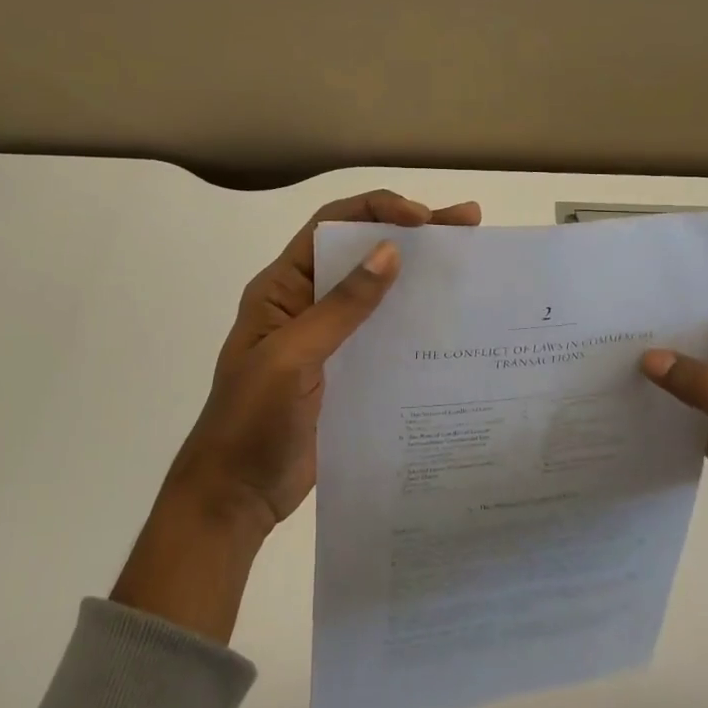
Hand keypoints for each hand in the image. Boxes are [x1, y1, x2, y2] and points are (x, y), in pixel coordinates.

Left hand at [171, 189, 481, 528]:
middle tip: (468, 223)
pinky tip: (450, 322)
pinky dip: (414, 320)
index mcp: (283, 287)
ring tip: (471, 263)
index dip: (377, 211)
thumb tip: (389, 252)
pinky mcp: (346, 371)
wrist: (237, 496)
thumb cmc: (253, 422)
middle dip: (412, 233)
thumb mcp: (294, 357)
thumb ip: (341, 307)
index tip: (425, 219)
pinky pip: (383, 334)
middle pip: (361, 253)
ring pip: (378, 292)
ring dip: (419, 276)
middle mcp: (306, 303)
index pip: (331, 227)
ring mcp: (327, 338)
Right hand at [642, 305, 707, 707]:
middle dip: (663, 339)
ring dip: (657, 372)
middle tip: (609, 329)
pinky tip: (621, 398)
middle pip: (703, 345)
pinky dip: (658, 404)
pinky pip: (683, 410)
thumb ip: (704, 387)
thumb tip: (648, 357)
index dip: (687, 308)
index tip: (638, 303)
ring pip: (689, 378)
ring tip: (604, 358)